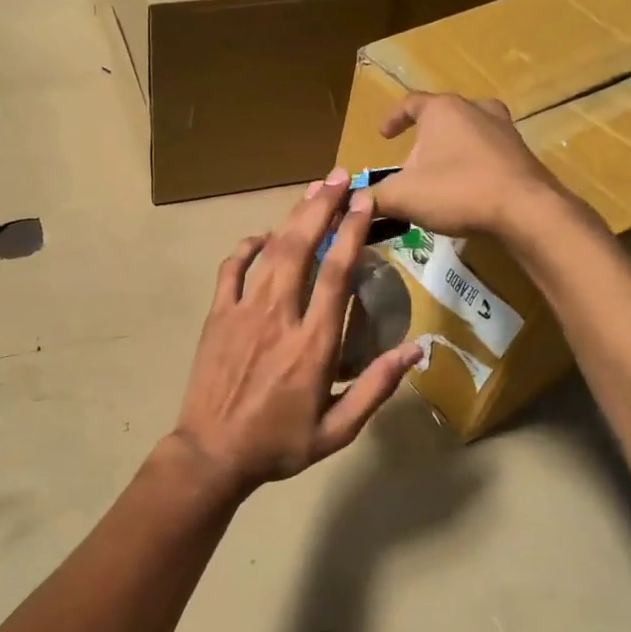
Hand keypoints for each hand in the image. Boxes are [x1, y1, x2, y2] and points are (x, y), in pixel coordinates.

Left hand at [171, 168, 422, 495]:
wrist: (213, 454)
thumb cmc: (279, 445)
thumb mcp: (338, 430)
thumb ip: (377, 387)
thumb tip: (417, 349)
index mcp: (313, 344)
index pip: (337, 274)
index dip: (353, 232)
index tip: (366, 201)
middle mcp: (279, 317)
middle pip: (303, 249)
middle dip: (323, 208)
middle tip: (341, 177)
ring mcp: (242, 313)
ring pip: (270, 253)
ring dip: (292, 218)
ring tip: (312, 191)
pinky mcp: (216, 316)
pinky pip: (230, 270)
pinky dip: (245, 248)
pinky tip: (260, 236)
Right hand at [370, 93, 573, 239]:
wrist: (526, 210)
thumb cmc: (457, 191)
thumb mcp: (402, 196)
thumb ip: (373, 197)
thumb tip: (353, 201)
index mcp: (442, 110)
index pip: (410, 103)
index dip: (393, 119)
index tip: (383, 135)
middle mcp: (475, 109)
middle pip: (441, 117)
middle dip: (423, 139)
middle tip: (411, 165)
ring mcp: (504, 129)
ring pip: (468, 133)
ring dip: (451, 150)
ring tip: (439, 176)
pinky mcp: (521, 153)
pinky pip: (488, 153)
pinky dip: (474, 165)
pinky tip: (467, 190)